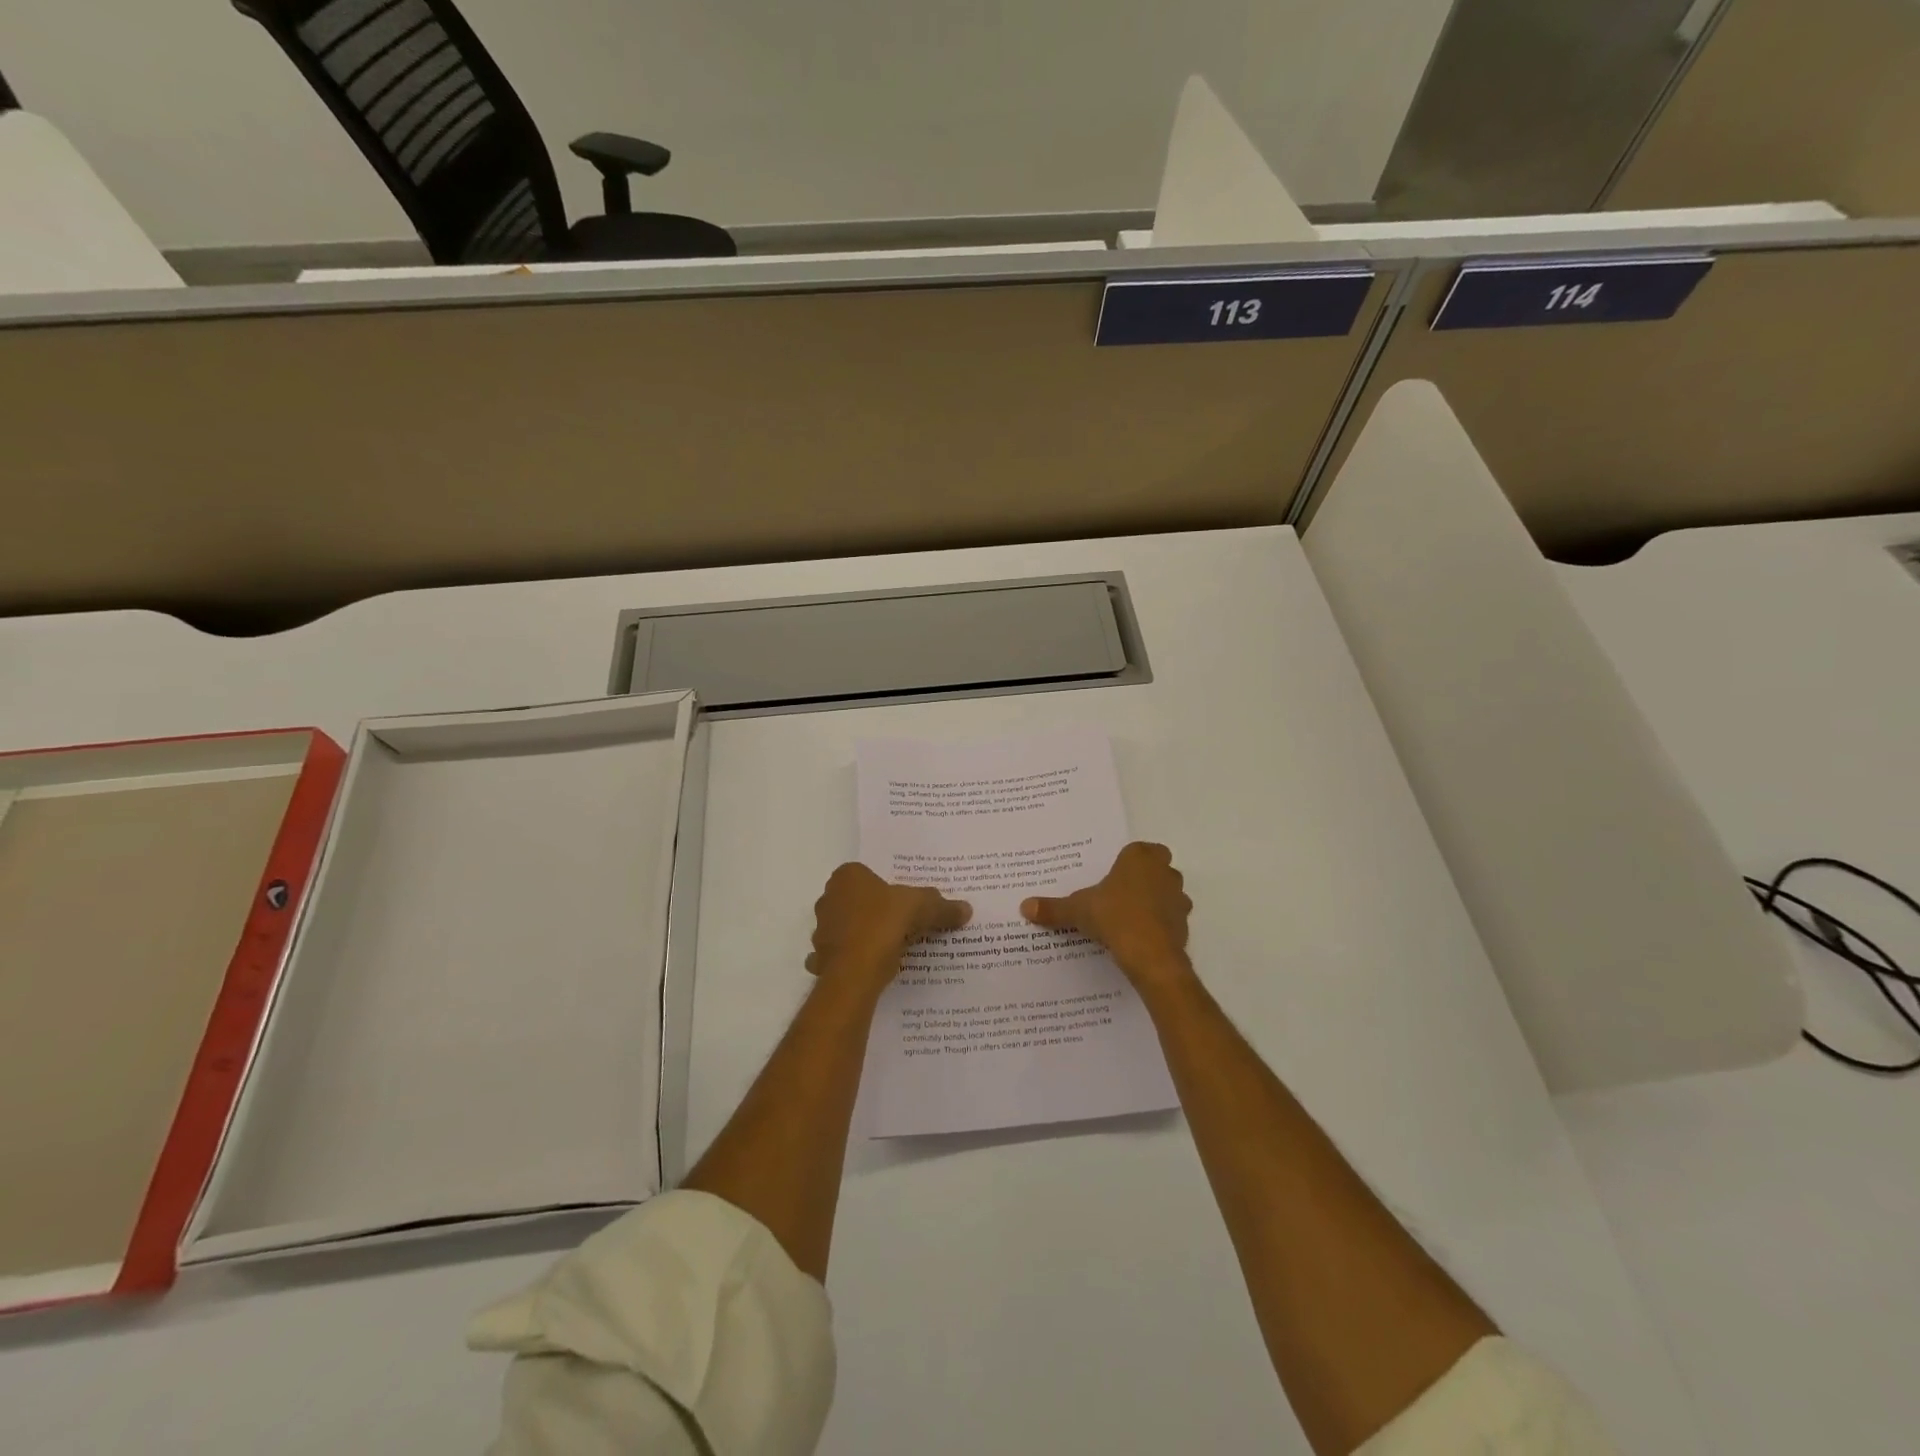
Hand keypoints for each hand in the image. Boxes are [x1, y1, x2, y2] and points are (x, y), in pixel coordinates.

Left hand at [806, 863, 970, 994]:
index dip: (887, 887)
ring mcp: (821, 930)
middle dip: (876, 910)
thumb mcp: (921, 908)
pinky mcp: (821, 959)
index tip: (905, 900)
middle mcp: (828, 898)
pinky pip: (844, 955)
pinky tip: (876, 967)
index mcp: (847, 877)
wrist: (854, 974)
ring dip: (866, 935)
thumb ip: (942, 906)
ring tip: (893, 946)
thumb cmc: (883, 925)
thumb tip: (966, 909)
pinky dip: (857, 959)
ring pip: (849, 928)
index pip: (868, 874)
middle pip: (858, 901)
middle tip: (904, 922)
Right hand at [1022, 842, 1193, 991]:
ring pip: (1168, 893)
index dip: (1128, 861)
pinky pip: (1171, 919)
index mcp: (1140, 858)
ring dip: (1154, 902)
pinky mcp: (1184, 925)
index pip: (1140, 849)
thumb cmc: (1114, 917)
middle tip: (1118, 894)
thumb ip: (1054, 908)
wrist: (1151, 956)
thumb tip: (1025, 906)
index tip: (1113, 875)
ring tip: (1128, 918)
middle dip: (1143, 879)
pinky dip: (1159, 925)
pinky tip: (1140, 937)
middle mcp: (1164, 872)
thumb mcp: (1078, 911)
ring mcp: (1178, 899)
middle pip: (1157, 869)